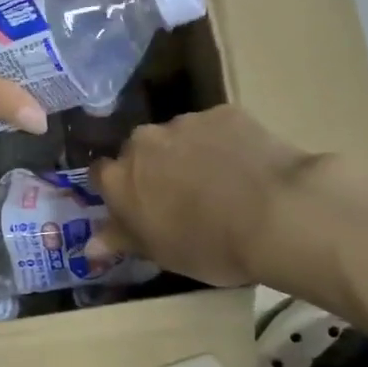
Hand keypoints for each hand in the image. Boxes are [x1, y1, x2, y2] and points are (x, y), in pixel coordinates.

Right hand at [93, 106, 328, 287]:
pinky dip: (223, 143)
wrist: (277, 215)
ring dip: (188, 154)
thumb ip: (122, 240)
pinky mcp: (224, 112)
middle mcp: (143, 141)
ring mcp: (185, 122)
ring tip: (220, 182)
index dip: (117, 189)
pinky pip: (215, 127)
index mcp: (119, 178)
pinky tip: (246, 166)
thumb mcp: (161, 254)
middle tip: (180, 196)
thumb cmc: (209, 245)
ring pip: (177, 137)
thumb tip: (90, 245)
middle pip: (139, 151)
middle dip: (153, 168)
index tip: (136, 205)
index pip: (100, 174)